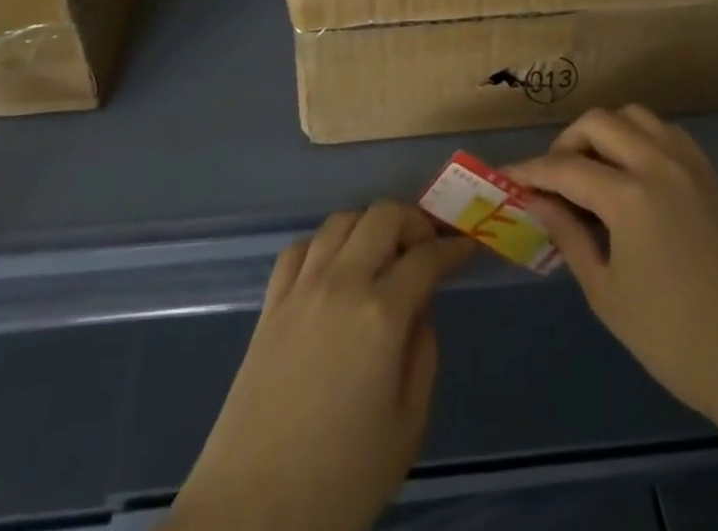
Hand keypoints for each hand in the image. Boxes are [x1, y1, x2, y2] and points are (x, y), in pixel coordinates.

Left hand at [167, 203, 476, 530]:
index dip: (452, 248)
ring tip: (382, 254)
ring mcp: (301, 288)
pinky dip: (325, 244)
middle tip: (426, 247)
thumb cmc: (340, 481)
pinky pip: (301, 247)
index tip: (466, 248)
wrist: (252, 513)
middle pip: (382, 216)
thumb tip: (419, 311)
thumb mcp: (407, 429)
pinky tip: (333, 270)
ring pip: (341, 220)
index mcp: (381, 316)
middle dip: (413, 221)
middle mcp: (342, 284)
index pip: (426, 257)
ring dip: (369, 226)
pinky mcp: (270, 303)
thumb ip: (423, 356)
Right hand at [508, 106, 717, 432]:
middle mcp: (658, 164)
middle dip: (566, 143)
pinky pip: (665, 132)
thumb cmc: (675, 340)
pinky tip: (633, 176)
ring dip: (605, 133)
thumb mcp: (607, 294)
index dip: (530, 171)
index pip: (564, 168)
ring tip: (593, 172)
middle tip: (553, 179)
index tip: (507, 177)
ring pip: (634, 117)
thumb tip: (539, 201)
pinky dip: (639, 139)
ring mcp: (689, 164)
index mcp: (630, 196)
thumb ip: (569, 236)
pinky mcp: (710, 175)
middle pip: (598, 123)